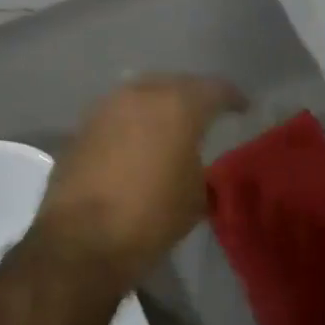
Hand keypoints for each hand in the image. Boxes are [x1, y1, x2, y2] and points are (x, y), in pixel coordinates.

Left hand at [35, 76, 248, 278]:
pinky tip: (137, 142)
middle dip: (192, 96)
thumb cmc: (152, 216)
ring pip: (141, 94)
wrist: (82, 241)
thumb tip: (191, 161)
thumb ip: (199, 165)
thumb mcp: (195, 196)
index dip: (232, 98)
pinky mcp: (81, 128)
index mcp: (178, 105)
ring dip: (157, 106)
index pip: (215, 89)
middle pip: (175, 83)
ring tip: (169, 126)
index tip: (242, 108)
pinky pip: (117, 115)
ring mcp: (106, 108)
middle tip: (205, 113)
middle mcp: (141, 95)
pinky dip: (131, 123)